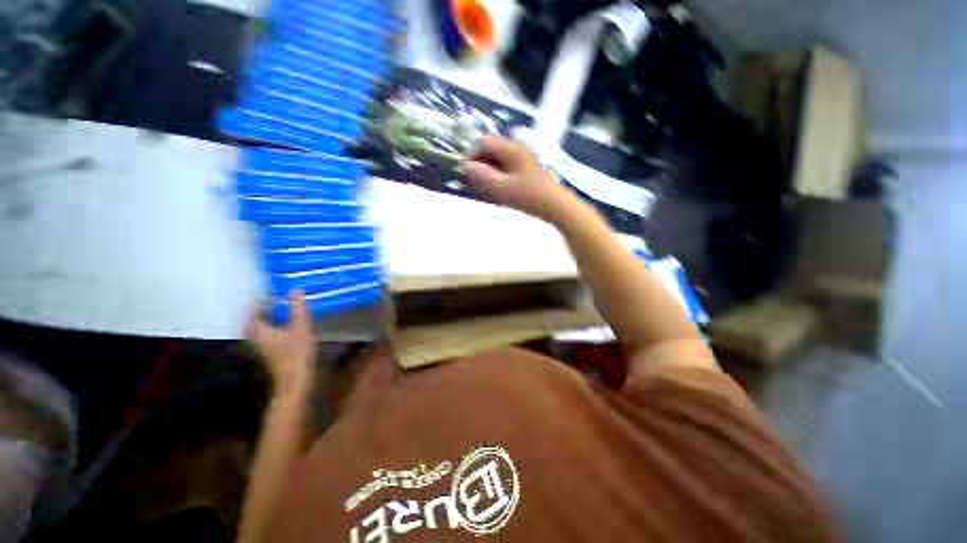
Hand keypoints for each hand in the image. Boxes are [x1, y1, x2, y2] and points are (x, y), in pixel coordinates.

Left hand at [246, 291, 316, 399]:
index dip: (261, 302)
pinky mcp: (270, 353)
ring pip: (261, 329)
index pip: (255, 312)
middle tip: (274, 301)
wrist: (294, 381)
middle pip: (255, 321)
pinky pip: (268, 335)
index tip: (271, 293)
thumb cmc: (295, 354)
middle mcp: (257, 338)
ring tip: (280, 310)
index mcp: (260, 330)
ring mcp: (263, 347)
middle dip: (263, 311)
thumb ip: (298, 309)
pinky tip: (285, 326)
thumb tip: (295, 289)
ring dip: (269, 319)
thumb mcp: (300, 329)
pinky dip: (273, 327)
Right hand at [464, 136, 570, 220]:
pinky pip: (508, 171)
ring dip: (489, 173)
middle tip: (473, 182)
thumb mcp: (502, 187)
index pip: (485, 142)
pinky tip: (497, 192)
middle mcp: (517, 151)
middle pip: (492, 152)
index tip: (465, 171)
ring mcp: (524, 162)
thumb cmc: (528, 195)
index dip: (472, 154)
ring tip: (483, 189)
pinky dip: (499, 179)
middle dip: (480, 165)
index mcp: (511, 149)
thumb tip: (467, 166)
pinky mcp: (527, 173)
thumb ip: (483, 176)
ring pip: (499, 162)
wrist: (555, 206)